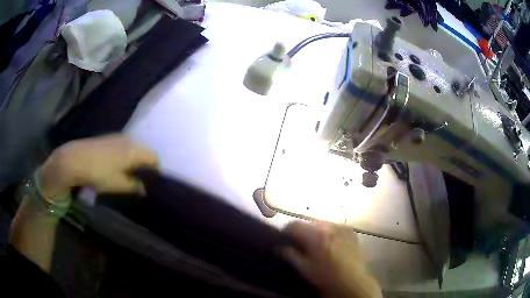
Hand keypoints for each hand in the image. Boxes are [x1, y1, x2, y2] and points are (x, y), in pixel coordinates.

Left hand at [38, 135, 158, 200]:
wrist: (75, 159)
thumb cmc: (99, 173)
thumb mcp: (118, 184)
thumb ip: (134, 186)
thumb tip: (144, 189)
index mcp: (134, 151)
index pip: (154, 158)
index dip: (156, 170)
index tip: (154, 183)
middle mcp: (129, 140)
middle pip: (144, 152)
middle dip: (145, 165)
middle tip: (141, 180)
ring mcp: (117, 137)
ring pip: (133, 148)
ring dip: (134, 160)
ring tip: (128, 174)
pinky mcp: (107, 137)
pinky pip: (123, 146)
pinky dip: (124, 155)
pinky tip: (116, 165)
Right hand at [281, 222, 381, 297]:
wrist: (353, 280)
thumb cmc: (326, 276)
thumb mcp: (305, 268)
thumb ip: (290, 255)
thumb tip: (277, 247)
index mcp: (316, 235)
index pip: (295, 225)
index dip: (286, 230)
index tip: (283, 237)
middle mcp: (329, 226)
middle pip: (308, 223)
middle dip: (302, 231)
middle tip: (299, 243)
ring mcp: (341, 227)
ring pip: (322, 224)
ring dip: (315, 231)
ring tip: (315, 244)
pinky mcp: (350, 231)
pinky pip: (335, 227)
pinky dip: (329, 232)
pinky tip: (330, 243)